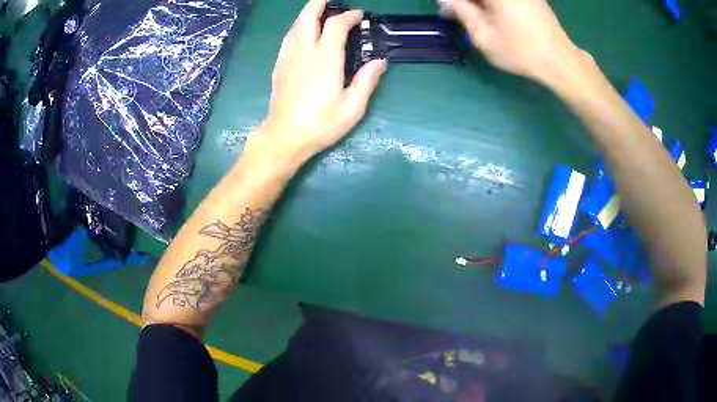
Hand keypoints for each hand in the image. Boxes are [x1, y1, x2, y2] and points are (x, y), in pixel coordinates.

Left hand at [254, 0, 386, 166]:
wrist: (284, 137)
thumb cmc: (320, 124)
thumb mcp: (352, 107)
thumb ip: (367, 81)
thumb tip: (380, 61)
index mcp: (325, 59)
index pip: (335, 25)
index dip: (348, 16)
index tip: (359, 15)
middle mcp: (304, 52)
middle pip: (308, 16)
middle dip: (319, 3)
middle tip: (331, 0)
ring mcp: (288, 57)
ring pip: (295, 25)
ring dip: (307, 14)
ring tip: (318, 11)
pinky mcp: (279, 66)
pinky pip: (288, 38)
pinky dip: (297, 28)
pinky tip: (302, 32)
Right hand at [439, 0, 587, 84]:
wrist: (559, 60)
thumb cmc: (521, 51)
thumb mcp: (484, 36)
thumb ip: (462, 12)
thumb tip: (448, 0)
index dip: (453, 1)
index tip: (447, 9)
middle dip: (466, 2)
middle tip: (457, 13)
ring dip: (479, 4)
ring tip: (474, 15)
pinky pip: (505, 0)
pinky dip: (492, 4)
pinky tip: (491, 13)